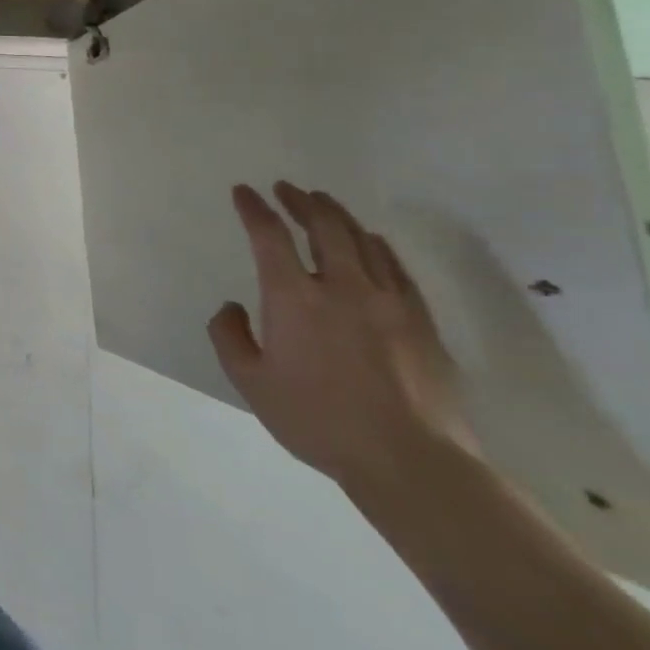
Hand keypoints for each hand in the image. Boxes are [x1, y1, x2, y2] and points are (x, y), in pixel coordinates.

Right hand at [210, 182, 478, 494]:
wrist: (411, 461)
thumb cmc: (318, 420)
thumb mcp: (250, 382)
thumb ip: (229, 337)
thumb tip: (232, 307)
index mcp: (293, 297)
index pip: (269, 236)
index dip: (254, 209)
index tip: (244, 192)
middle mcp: (341, 287)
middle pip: (323, 227)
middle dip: (301, 201)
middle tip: (287, 188)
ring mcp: (388, 302)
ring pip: (362, 241)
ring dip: (338, 216)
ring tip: (323, 204)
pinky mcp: (421, 322)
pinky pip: (396, 268)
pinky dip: (376, 246)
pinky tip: (371, 242)